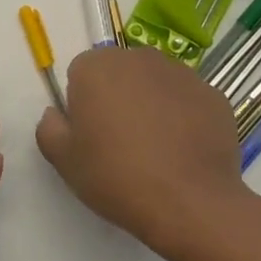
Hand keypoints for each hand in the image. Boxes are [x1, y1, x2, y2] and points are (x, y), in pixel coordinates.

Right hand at [37, 47, 248, 256]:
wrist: (190, 202)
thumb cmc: (117, 177)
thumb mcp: (64, 161)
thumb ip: (49, 128)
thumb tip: (56, 114)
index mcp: (96, 66)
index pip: (81, 74)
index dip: (83, 105)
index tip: (91, 136)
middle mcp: (138, 57)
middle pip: (120, 73)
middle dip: (118, 98)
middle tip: (121, 143)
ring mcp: (180, 72)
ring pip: (155, 84)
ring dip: (151, 105)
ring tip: (156, 150)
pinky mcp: (212, 93)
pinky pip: (187, 101)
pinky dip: (184, 118)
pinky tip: (184, 152)